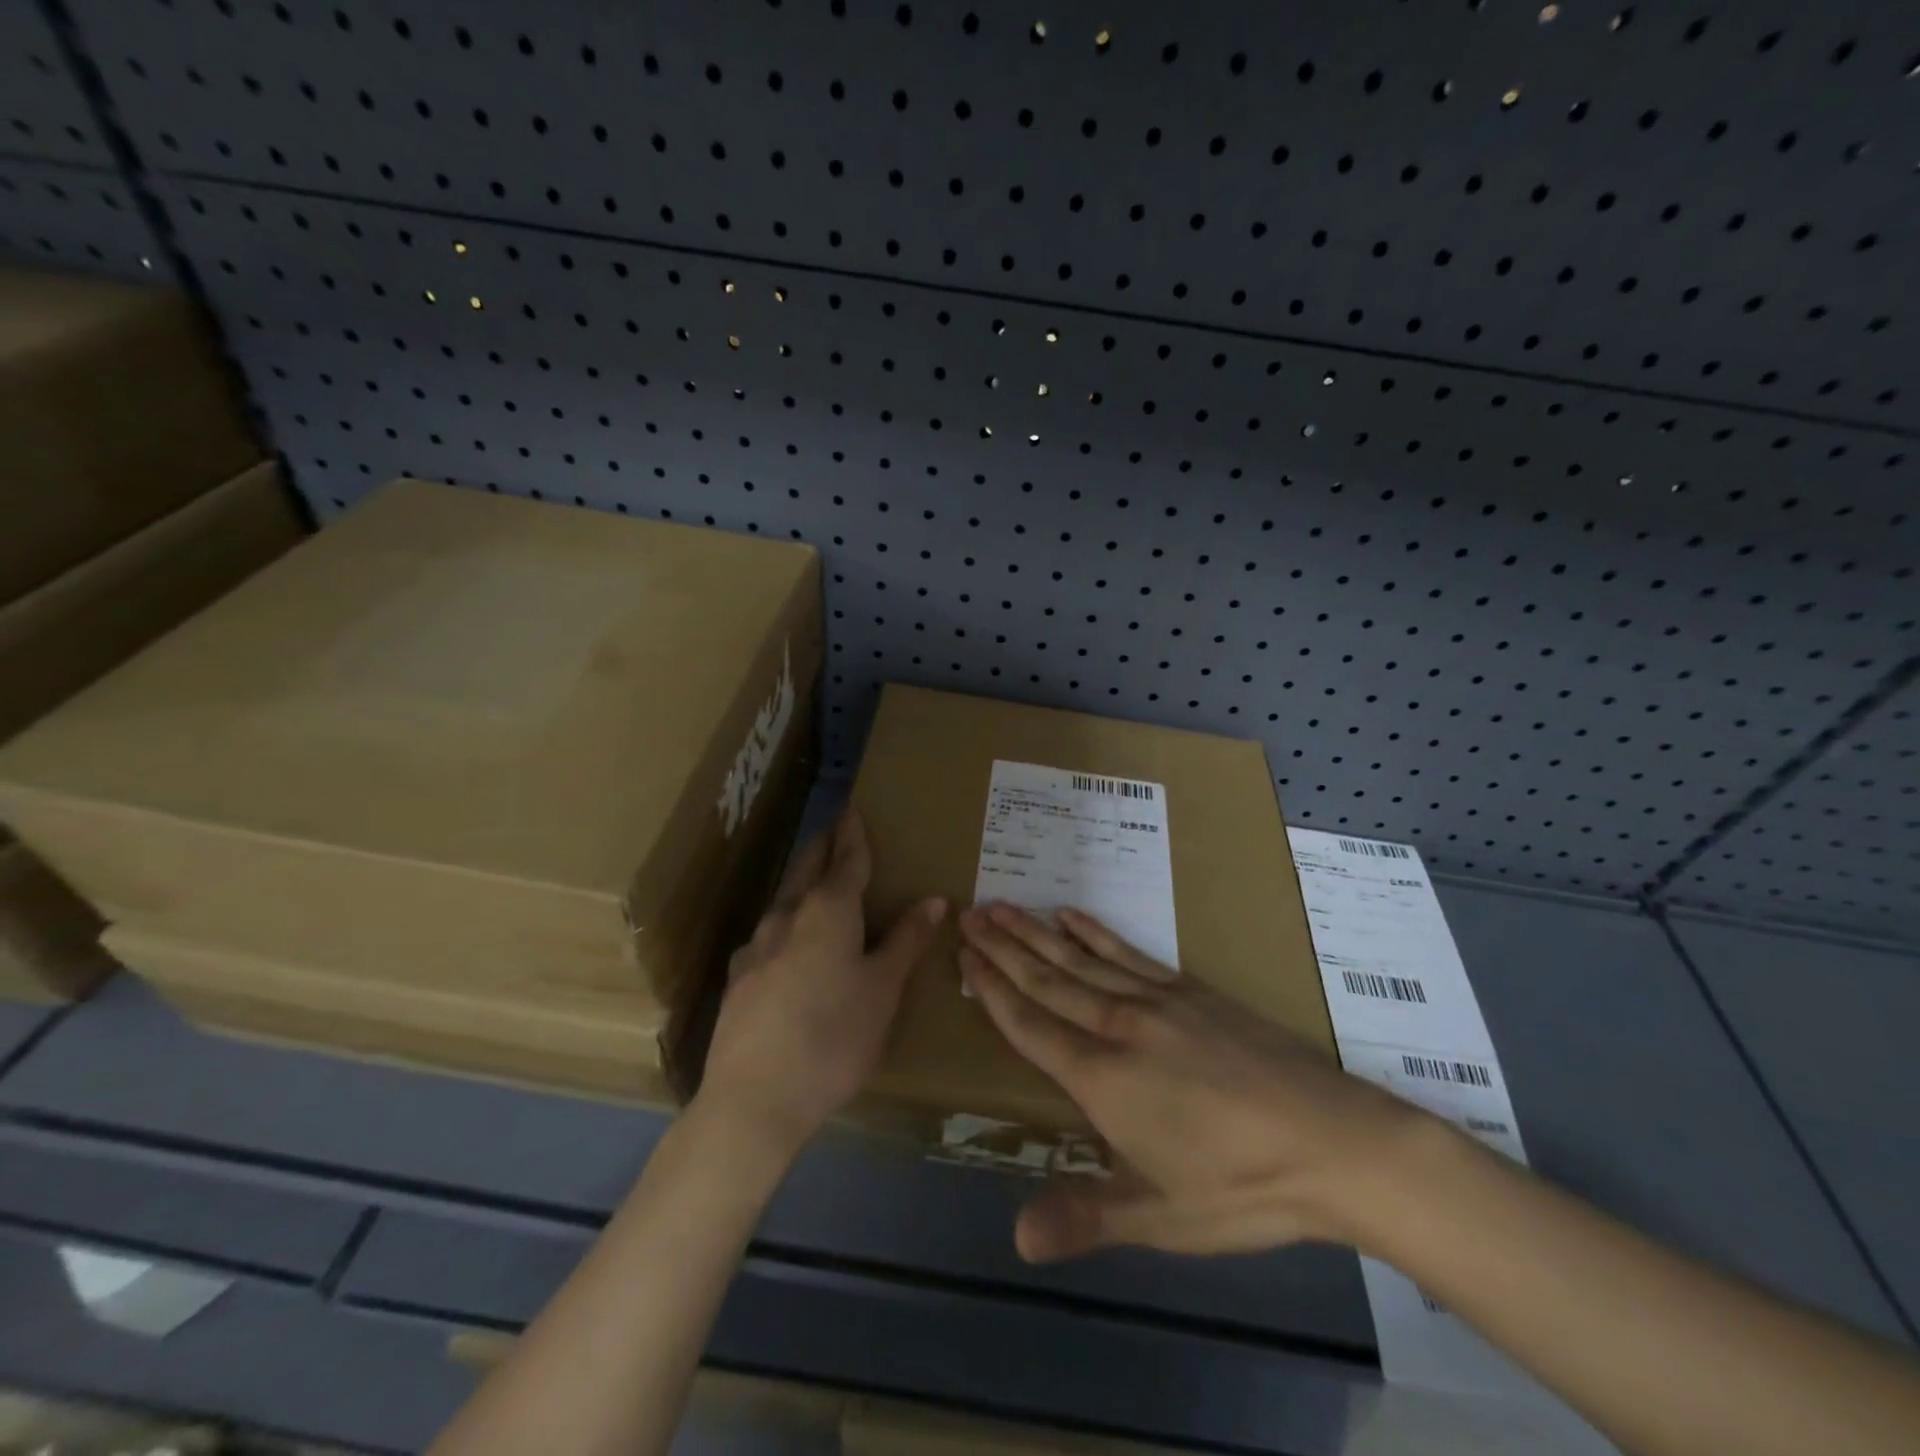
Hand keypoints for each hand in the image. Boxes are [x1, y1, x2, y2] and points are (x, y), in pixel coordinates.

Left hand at [699, 808, 945, 1158]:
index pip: (846, 859)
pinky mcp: (738, 978)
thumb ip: (905, 941)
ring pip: (784, 900)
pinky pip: (769, 935)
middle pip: (807, 869)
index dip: (853, 833)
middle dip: (824, 847)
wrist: (754, 1098)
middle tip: (836, 830)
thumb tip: (932, 899)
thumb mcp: (883, 990)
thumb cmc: (834, 1037)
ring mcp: (756, 947)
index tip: (853, 807)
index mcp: (828, 912)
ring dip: (803, 883)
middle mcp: (787, 917)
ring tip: (817, 883)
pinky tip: (787, 945)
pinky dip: (787, 924)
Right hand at [958, 903, 1421, 1261]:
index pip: (1030, 1025)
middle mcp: (1120, 1026)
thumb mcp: (1161, 1220)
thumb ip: (1086, 1218)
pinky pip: (1128, 952)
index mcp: (1103, 1080)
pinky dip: (1094, 932)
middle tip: (968, 915)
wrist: (1333, 1141)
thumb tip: (1016, 1236)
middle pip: (1047, 980)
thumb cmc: (1241, 1189)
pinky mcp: (1189, 990)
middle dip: (1002, 948)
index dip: (992, 990)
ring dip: (1036, 932)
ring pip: (1080, 959)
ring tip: (1002, 906)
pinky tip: (1071, 916)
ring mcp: (1156, 1000)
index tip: (963, 956)